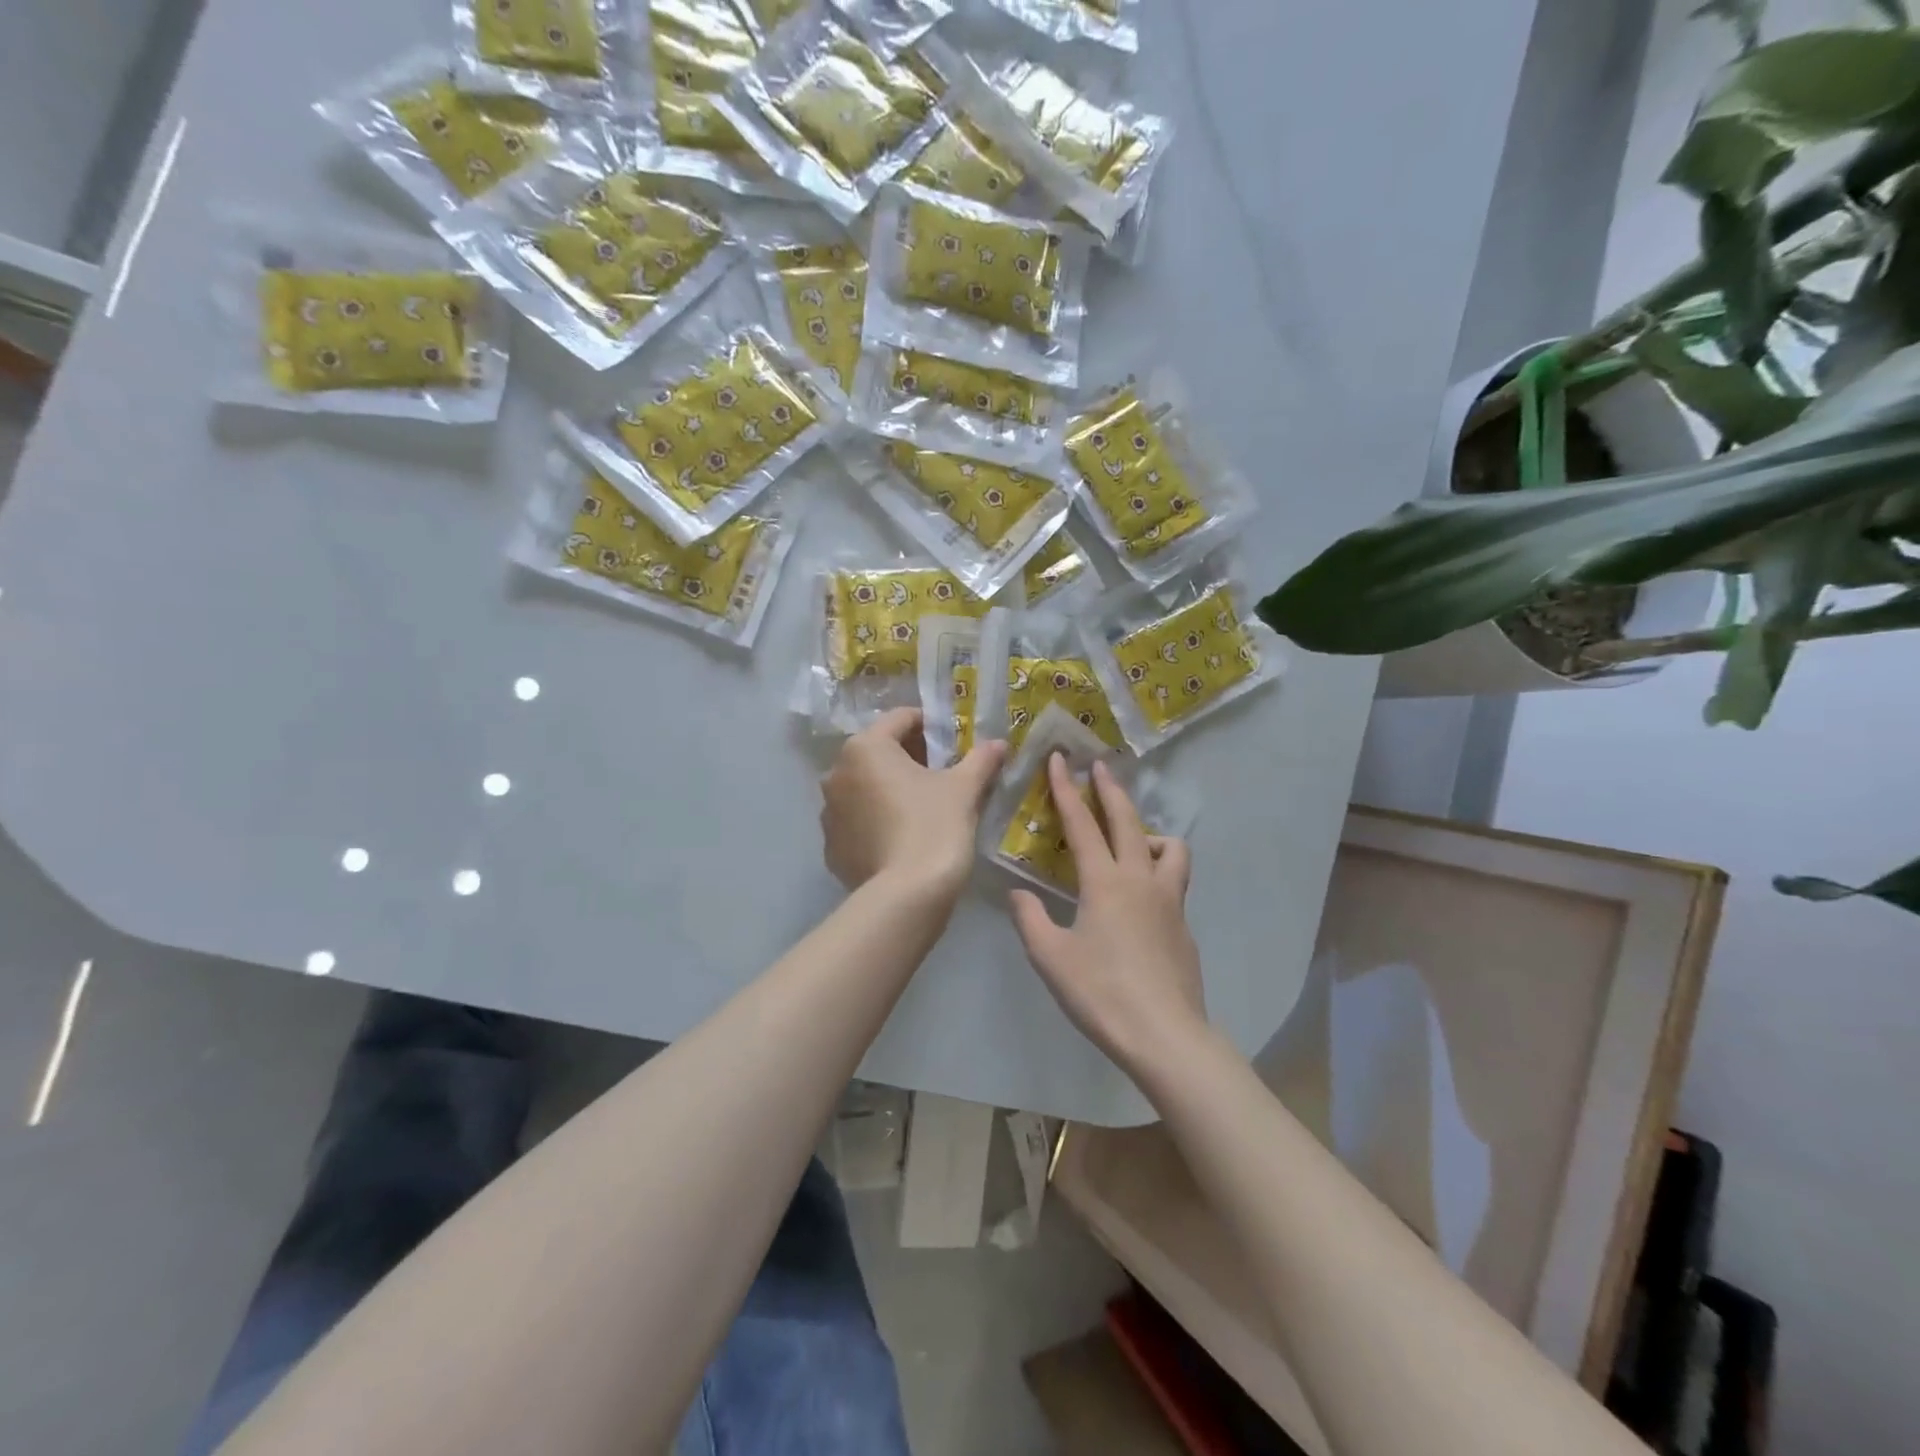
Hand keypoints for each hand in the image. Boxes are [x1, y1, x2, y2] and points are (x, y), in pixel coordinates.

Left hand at [821, 708, 1007, 903]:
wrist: (907, 896)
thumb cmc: (934, 826)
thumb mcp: (964, 789)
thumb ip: (980, 759)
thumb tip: (998, 743)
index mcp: (866, 747)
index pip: (900, 719)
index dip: (930, 725)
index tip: (952, 741)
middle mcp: (837, 772)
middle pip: (879, 752)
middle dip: (909, 757)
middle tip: (942, 773)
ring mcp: (829, 812)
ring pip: (864, 787)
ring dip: (889, 789)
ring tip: (921, 807)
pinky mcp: (831, 846)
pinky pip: (857, 821)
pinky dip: (876, 820)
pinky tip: (902, 837)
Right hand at [1010, 756, 1208, 1080]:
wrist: (1164, 1034)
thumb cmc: (1100, 993)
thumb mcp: (1050, 957)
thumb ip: (1030, 919)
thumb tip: (1019, 893)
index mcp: (1104, 882)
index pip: (1081, 825)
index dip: (1066, 790)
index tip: (1059, 760)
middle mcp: (1140, 879)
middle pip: (1128, 821)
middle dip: (1110, 790)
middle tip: (1099, 767)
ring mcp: (1169, 900)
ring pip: (1169, 847)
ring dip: (1149, 832)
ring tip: (1133, 840)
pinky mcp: (1184, 923)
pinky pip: (1175, 879)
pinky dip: (1162, 868)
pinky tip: (1146, 893)